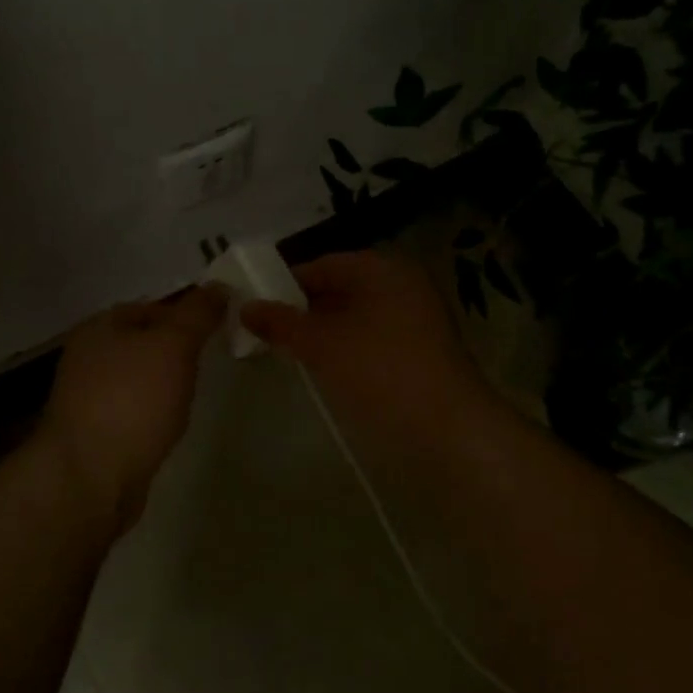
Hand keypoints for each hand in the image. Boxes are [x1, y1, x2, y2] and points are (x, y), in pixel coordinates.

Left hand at [35, 286, 227, 535]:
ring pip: (139, 377)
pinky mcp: (96, 434)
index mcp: (101, 326)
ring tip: (197, 391)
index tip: (222, 326)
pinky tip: (170, 423)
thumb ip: (198, 313)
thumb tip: (219, 285)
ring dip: (166, 381)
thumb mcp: (174, 345)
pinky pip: (134, 410)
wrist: (90, 478)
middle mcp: (88, 356)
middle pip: (144, 341)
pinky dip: (154, 411)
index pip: (153, 305)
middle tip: (214, 359)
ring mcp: (87, 397)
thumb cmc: (133, 400)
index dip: (189, 311)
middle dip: (178, 348)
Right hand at [241, 251, 491, 445]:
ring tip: (291, 355)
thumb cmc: (378, 370)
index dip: (285, 285)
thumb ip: (281, 323)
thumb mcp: (320, 344)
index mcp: (381, 268)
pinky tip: (327, 370)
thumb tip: (246, 307)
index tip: (255, 309)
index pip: (321, 265)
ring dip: (325, 333)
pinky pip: (374, 338)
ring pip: (356, 317)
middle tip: (268, 334)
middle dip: (304, 311)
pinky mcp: (422, 350)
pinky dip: (348, 348)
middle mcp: (402, 284)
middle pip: (340, 290)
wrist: (447, 426)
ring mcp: (417, 317)